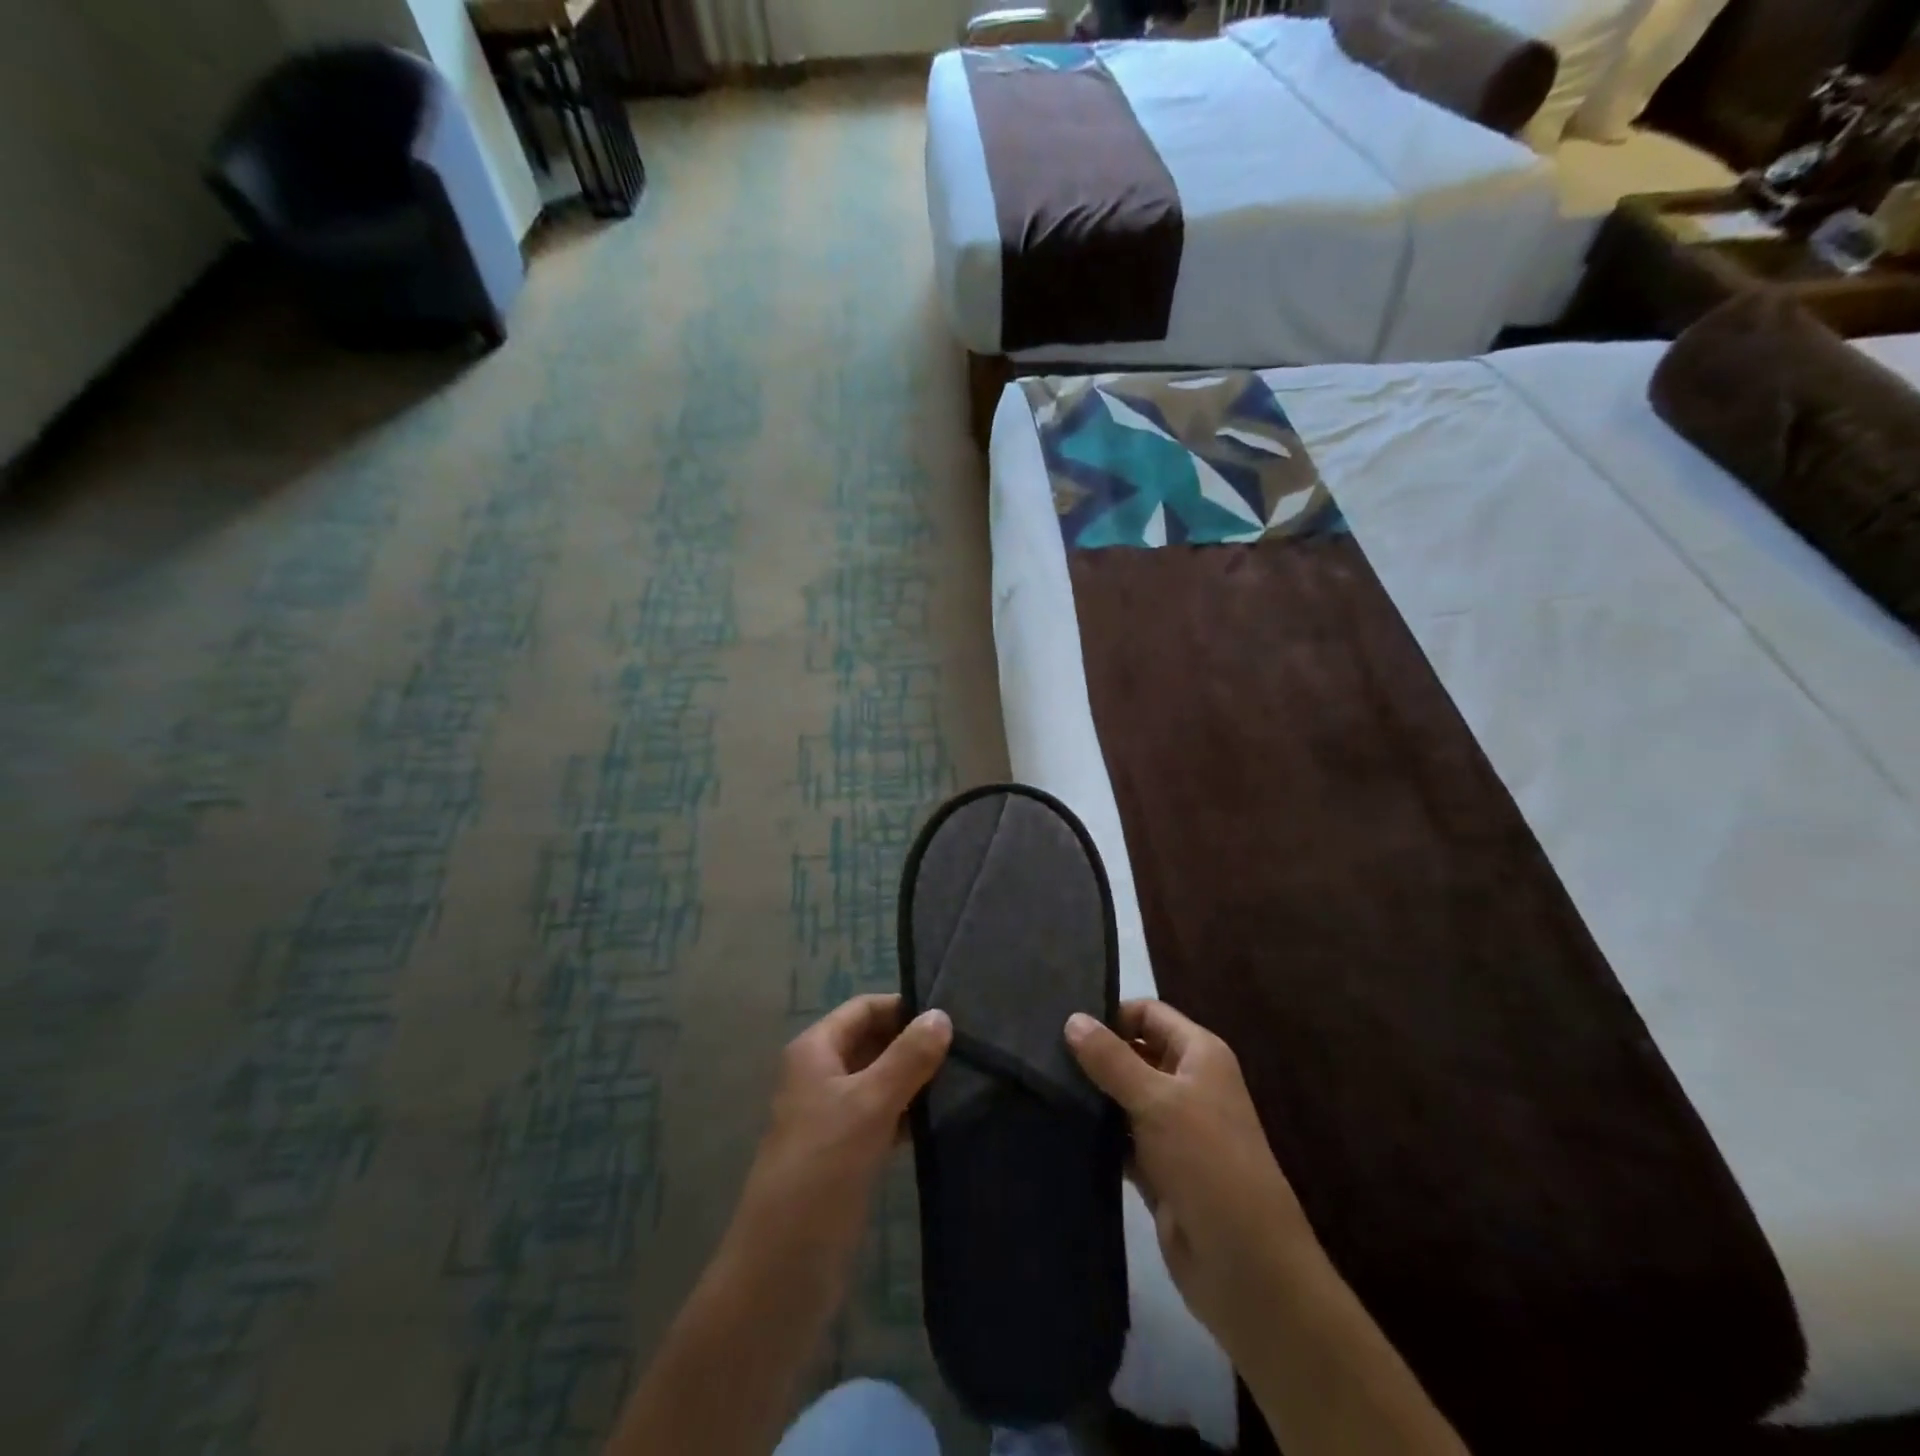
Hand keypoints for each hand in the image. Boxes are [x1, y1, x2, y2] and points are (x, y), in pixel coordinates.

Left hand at [730, 994, 951, 1277]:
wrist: (783, 1268)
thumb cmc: (823, 1168)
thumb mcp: (870, 1104)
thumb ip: (908, 1057)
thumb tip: (942, 1014)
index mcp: (814, 1050)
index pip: (864, 1008)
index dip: (903, 1007)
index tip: (951, 1014)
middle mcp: (820, 1075)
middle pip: (872, 1041)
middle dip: (913, 1042)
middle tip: (967, 1046)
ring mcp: (831, 1115)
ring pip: (879, 1080)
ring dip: (914, 1078)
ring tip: (965, 1077)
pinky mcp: (845, 1152)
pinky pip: (881, 1116)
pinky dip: (908, 1112)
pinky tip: (943, 1117)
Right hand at [1066, 999, 1313, 1354]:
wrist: (1245, 1265)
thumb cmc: (1207, 1162)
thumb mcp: (1156, 1101)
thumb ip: (1111, 1059)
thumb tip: (1072, 1018)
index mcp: (1199, 1055)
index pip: (1148, 1014)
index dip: (1111, 1014)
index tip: (1063, 1024)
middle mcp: (1187, 1084)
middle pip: (1134, 1053)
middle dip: (1095, 1054)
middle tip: (1042, 1054)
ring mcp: (1173, 1129)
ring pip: (1124, 1097)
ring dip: (1093, 1095)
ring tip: (1042, 1086)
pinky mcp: (1159, 1168)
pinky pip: (1121, 1138)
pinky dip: (1098, 1134)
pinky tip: (1060, 1127)